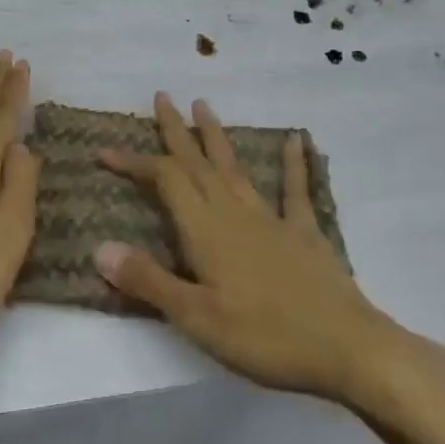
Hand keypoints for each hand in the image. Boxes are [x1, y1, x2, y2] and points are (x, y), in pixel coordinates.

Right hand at [94, 93, 403, 404]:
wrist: (344, 347)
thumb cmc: (264, 337)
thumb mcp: (196, 318)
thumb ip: (148, 281)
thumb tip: (100, 248)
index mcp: (205, 230)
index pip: (164, 181)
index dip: (134, 162)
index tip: (104, 149)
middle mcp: (234, 212)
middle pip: (198, 163)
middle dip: (176, 130)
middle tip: (162, 97)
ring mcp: (272, 219)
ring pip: (235, 168)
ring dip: (217, 136)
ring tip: (204, 105)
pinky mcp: (304, 233)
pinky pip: (295, 190)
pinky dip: (294, 163)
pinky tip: (296, 138)